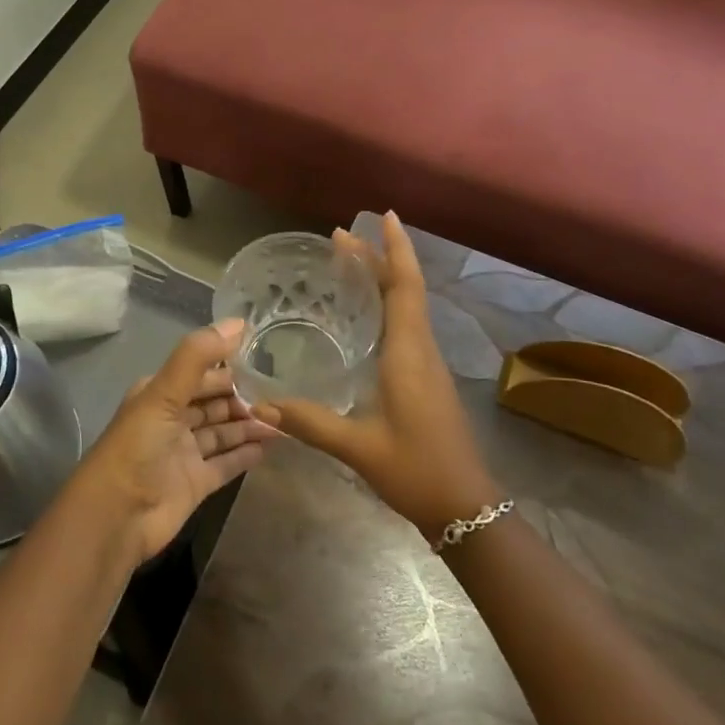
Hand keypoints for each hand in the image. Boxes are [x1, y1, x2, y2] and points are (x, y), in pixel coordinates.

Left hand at [74, 318, 277, 563]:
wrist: (116, 517)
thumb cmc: (137, 447)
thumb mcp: (164, 393)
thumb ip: (198, 356)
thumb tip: (237, 322)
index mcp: (159, 394)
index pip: (200, 374)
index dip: (229, 367)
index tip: (264, 358)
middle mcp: (172, 420)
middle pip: (213, 403)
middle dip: (243, 397)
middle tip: (282, 392)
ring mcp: (184, 453)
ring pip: (222, 432)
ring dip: (249, 424)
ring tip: (283, 418)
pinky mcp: (196, 484)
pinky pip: (226, 463)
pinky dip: (245, 453)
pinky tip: (271, 445)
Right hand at [256, 212, 501, 538]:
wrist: (466, 507)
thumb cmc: (417, 470)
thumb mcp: (359, 447)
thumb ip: (309, 423)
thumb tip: (259, 406)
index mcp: (409, 353)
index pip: (405, 287)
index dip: (396, 250)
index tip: (384, 216)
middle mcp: (421, 349)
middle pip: (405, 289)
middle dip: (378, 258)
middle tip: (342, 236)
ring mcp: (426, 364)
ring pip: (407, 306)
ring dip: (383, 279)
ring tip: (349, 263)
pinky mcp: (425, 378)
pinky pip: (406, 326)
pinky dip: (386, 304)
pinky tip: (365, 315)